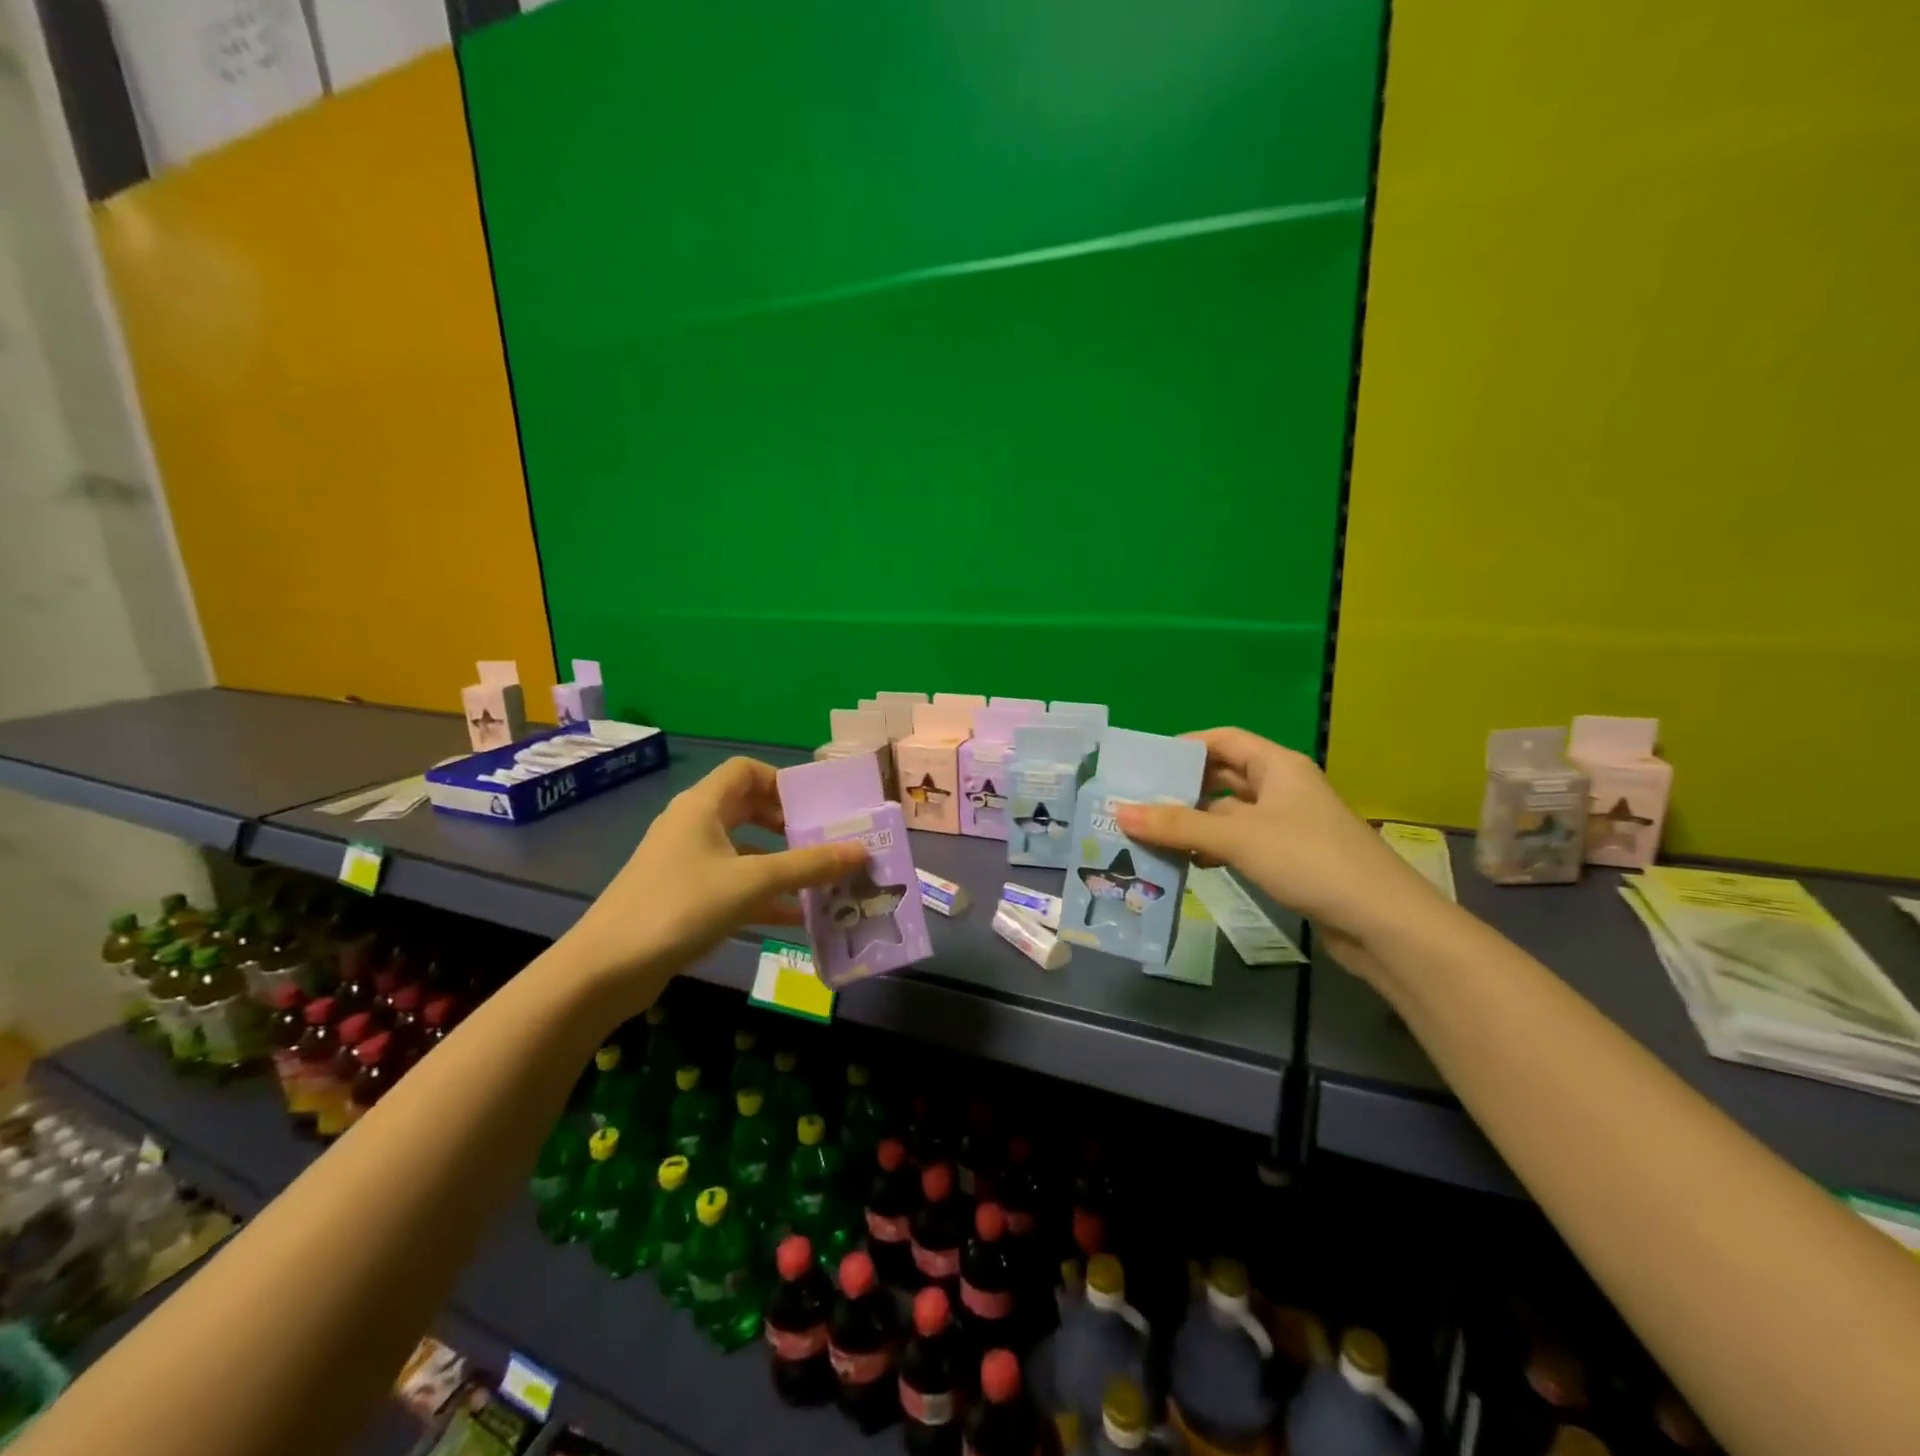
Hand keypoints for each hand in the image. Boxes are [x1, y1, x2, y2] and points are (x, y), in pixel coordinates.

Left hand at [566, 757, 864, 998]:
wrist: (607, 968)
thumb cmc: (681, 907)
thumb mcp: (752, 883)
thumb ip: (808, 866)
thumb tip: (861, 851)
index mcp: (702, 806)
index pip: (745, 770)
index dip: (781, 781)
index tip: (814, 806)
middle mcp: (693, 826)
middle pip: (747, 809)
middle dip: (787, 824)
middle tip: (823, 841)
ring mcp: (686, 863)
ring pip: (742, 850)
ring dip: (779, 863)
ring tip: (819, 880)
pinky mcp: (683, 897)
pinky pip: (732, 884)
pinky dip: (761, 895)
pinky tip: (794, 918)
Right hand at [1114, 728, 1442, 976]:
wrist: (1383, 923)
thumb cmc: (1310, 861)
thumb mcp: (1238, 838)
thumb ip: (1178, 825)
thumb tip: (1120, 811)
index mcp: (1278, 766)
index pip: (1223, 740)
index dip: (1184, 747)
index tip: (1144, 764)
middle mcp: (1283, 788)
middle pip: (1223, 776)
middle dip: (1183, 788)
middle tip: (1137, 802)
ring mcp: (1288, 825)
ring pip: (1230, 813)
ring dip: (1195, 822)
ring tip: (1151, 834)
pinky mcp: (1290, 858)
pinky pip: (1241, 842)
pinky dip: (1214, 848)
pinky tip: (1189, 863)